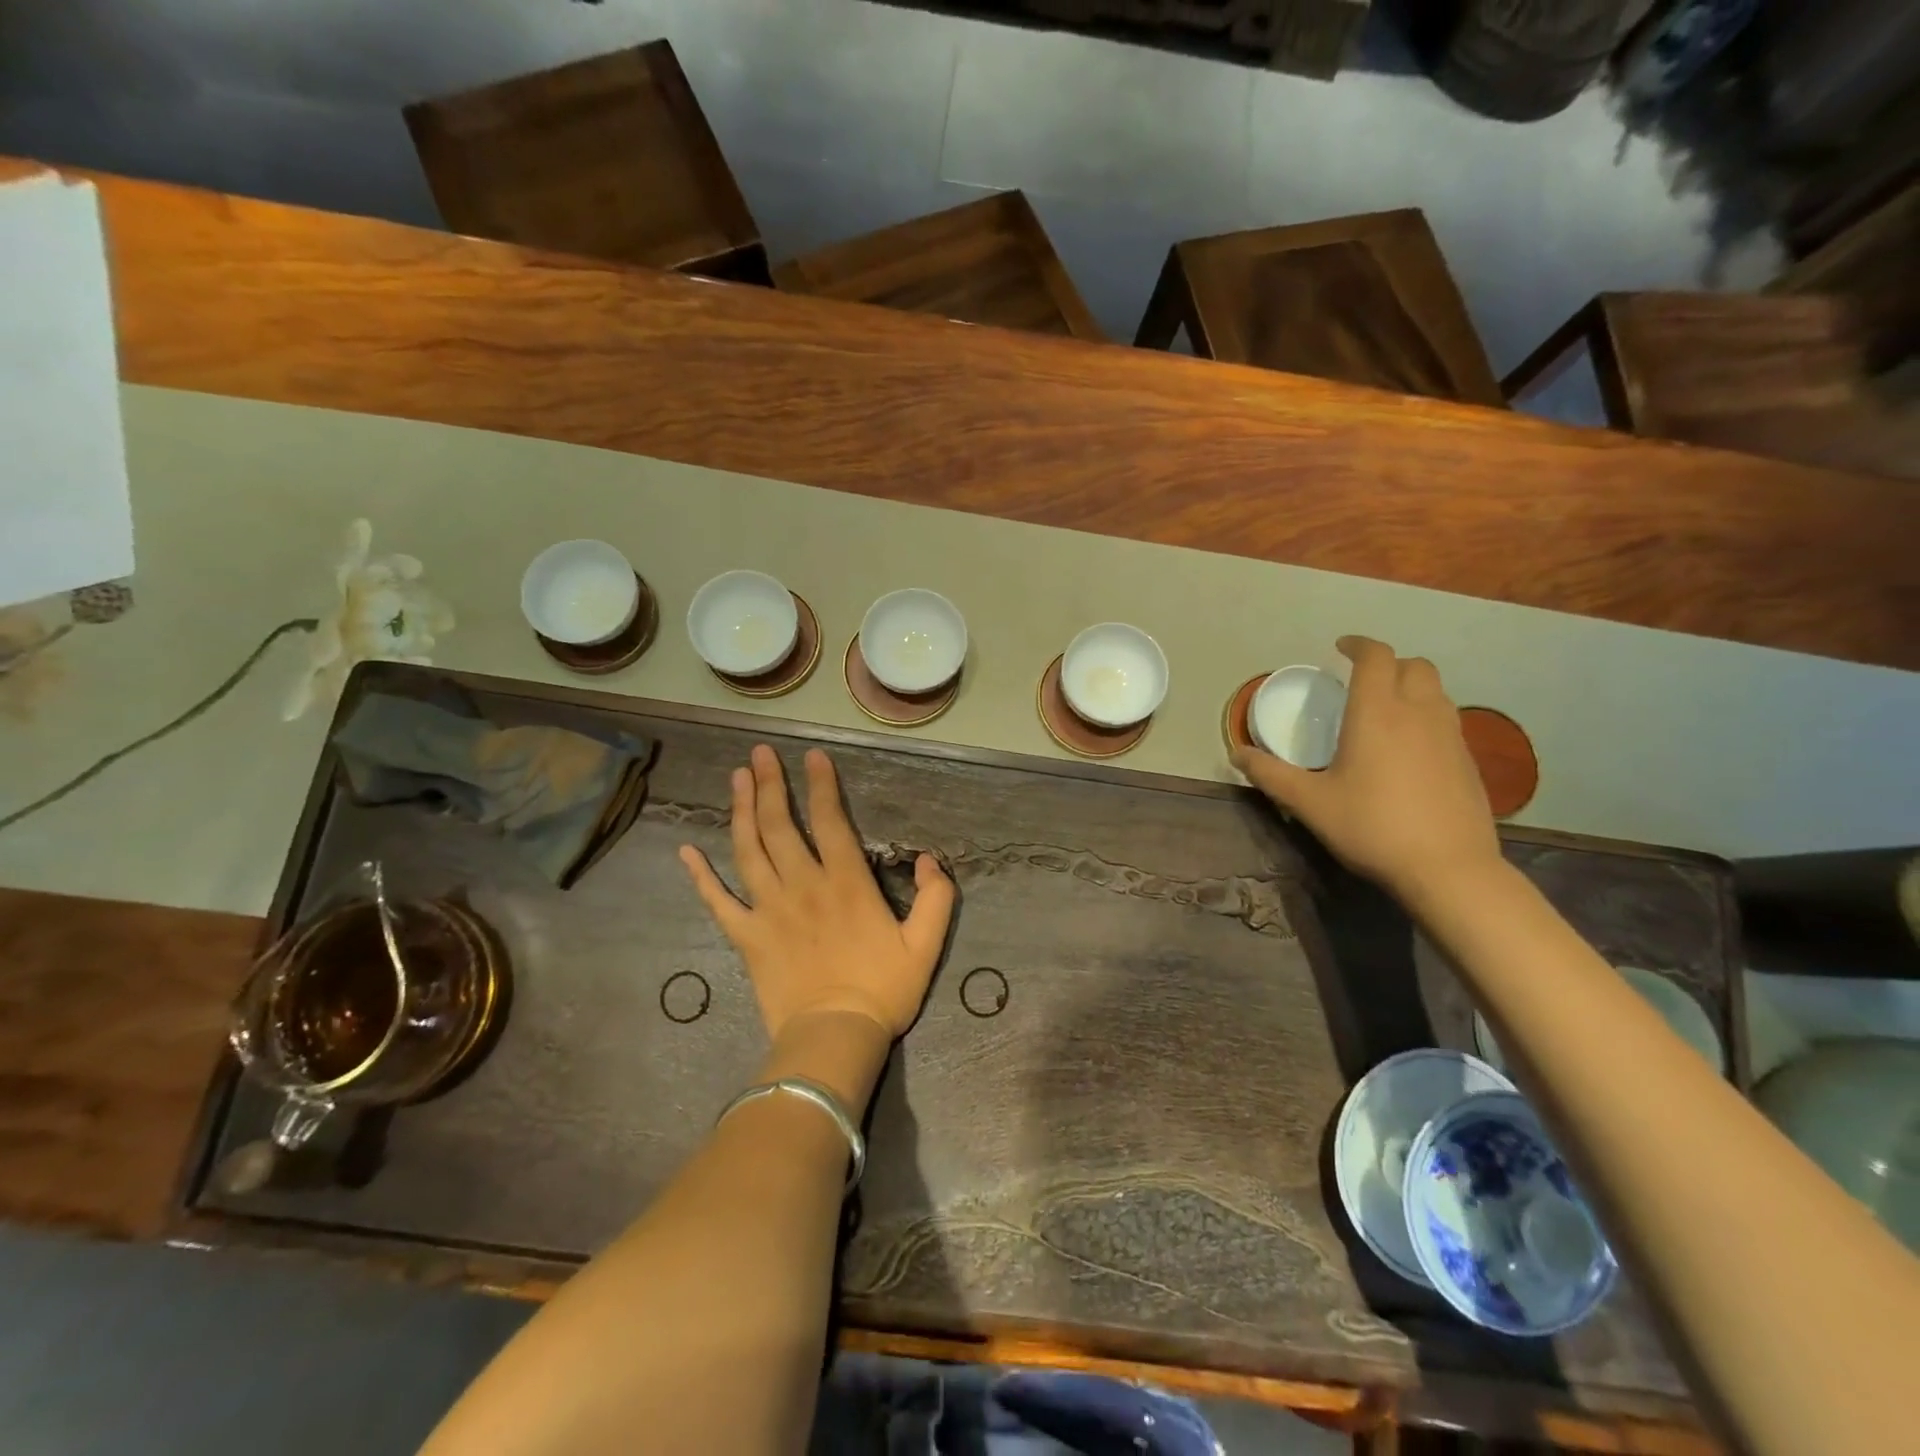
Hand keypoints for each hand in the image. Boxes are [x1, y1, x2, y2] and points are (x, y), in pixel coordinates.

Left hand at [678, 745, 955, 1043]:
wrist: (834, 1038)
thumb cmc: (883, 991)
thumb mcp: (926, 945)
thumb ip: (936, 897)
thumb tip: (929, 858)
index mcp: (846, 883)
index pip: (830, 821)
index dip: (821, 785)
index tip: (812, 756)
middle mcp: (803, 886)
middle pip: (780, 825)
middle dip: (770, 784)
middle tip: (759, 754)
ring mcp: (769, 910)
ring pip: (748, 850)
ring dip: (741, 811)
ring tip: (736, 778)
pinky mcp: (746, 937)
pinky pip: (717, 902)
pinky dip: (700, 876)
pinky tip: (686, 851)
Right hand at [1230, 636, 1500, 899]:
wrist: (1448, 869)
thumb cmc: (1371, 827)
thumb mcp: (1309, 803)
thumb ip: (1270, 774)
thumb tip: (1236, 753)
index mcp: (1377, 713)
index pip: (1375, 657)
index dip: (1358, 644)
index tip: (1340, 648)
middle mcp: (1418, 713)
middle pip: (1413, 665)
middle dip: (1388, 664)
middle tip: (1361, 682)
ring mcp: (1450, 736)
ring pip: (1436, 690)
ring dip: (1410, 687)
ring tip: (1385, 711)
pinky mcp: (1468, 760)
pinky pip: (1446, 720)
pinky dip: (1426, 716)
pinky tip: (1409, 749)